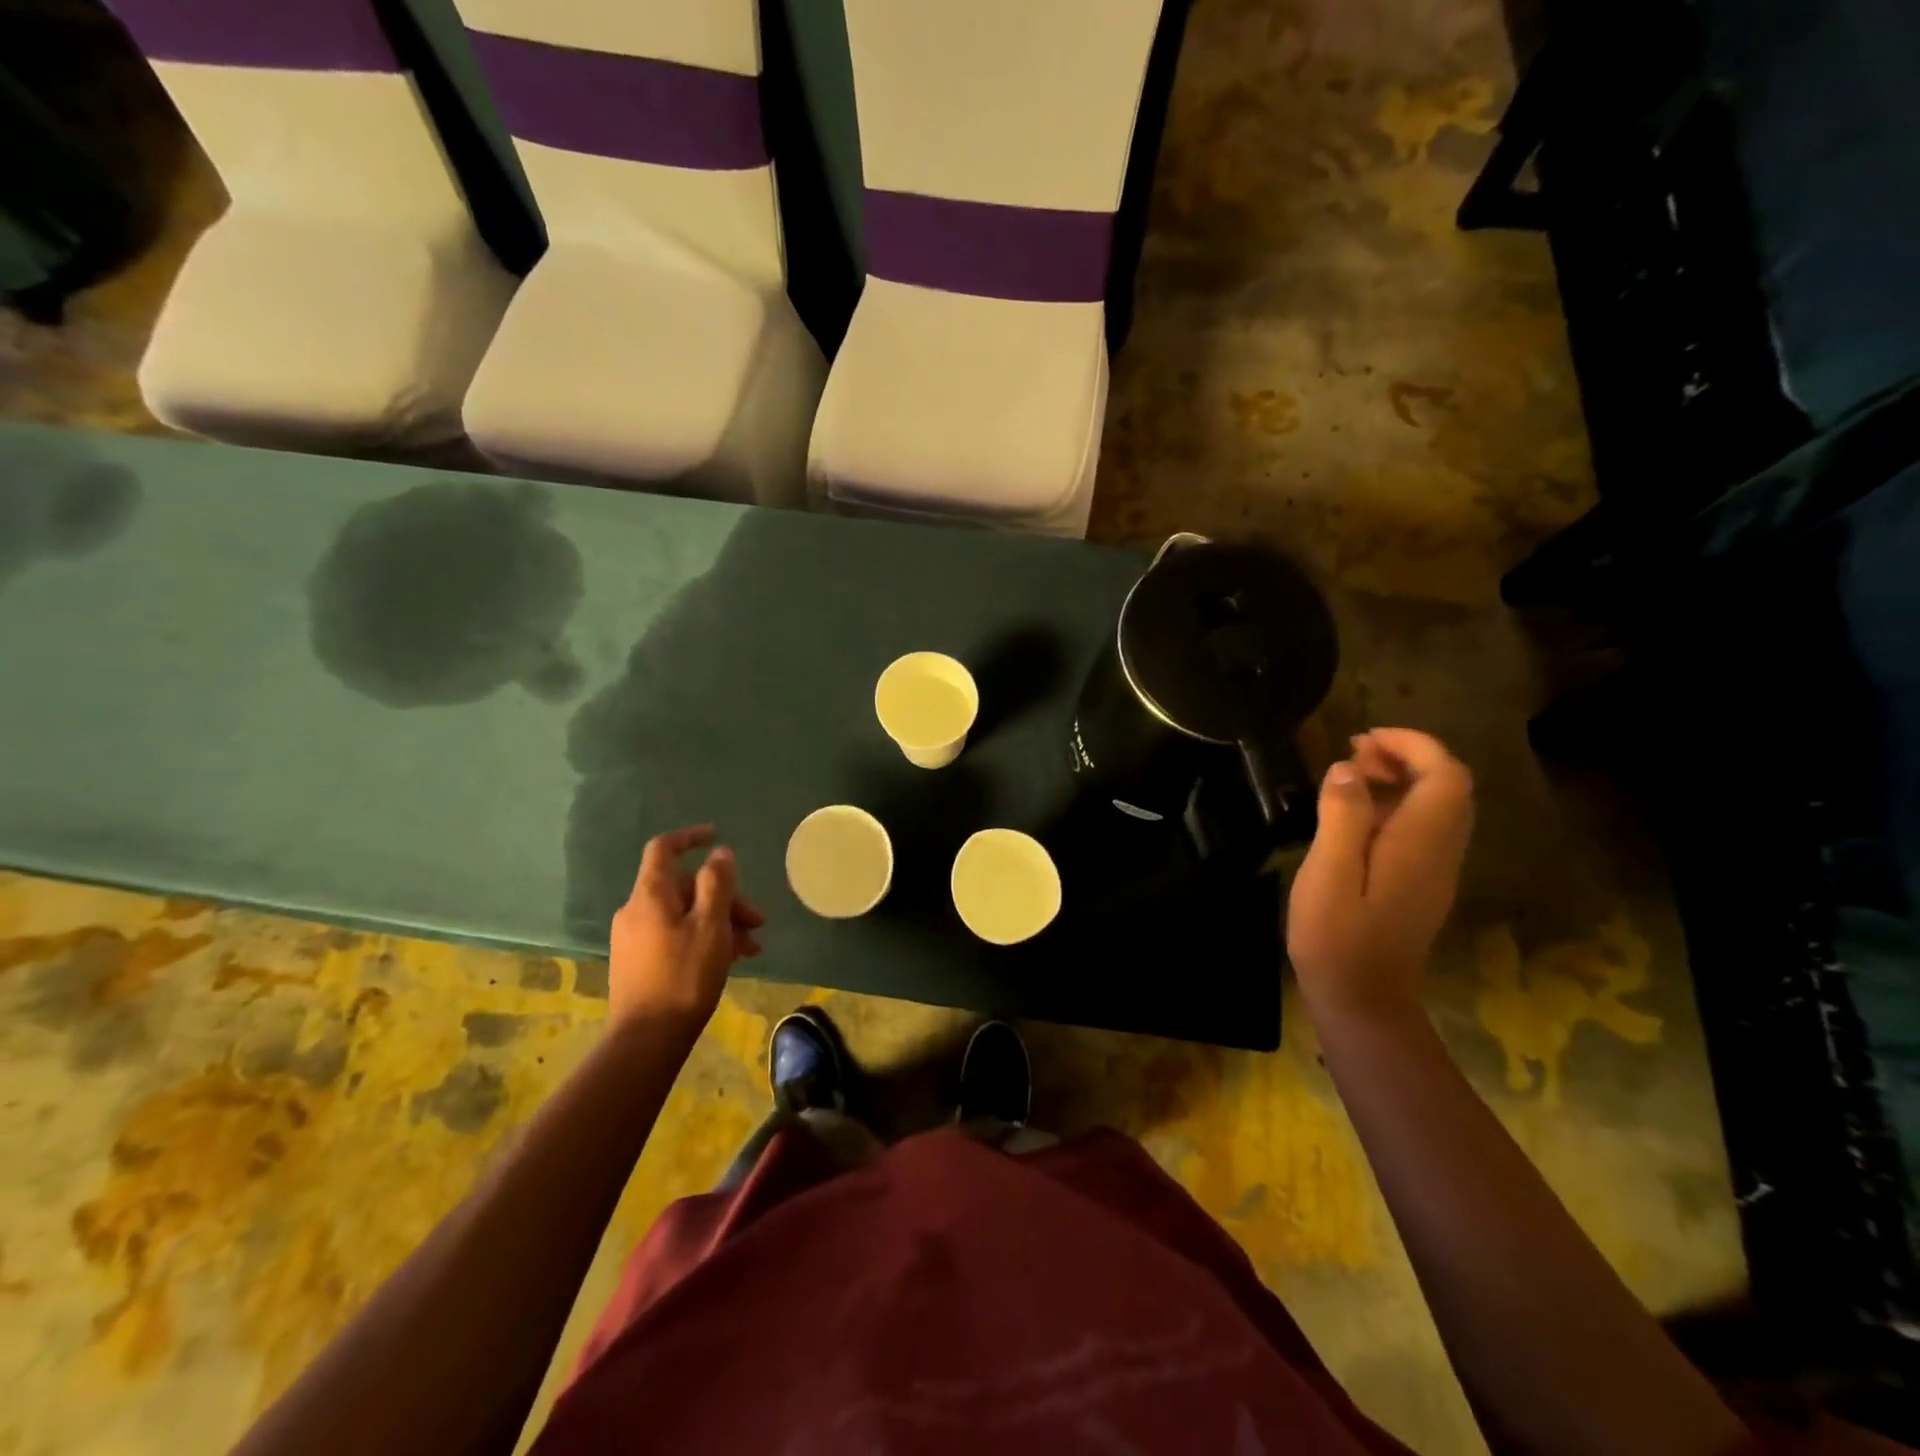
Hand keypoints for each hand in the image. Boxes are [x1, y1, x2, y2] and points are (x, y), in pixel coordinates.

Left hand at [609, 826, 764, 1032]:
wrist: (646, 1040)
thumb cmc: (684, 976)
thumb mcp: (711, 924)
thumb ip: (718, 883)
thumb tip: (719, 853)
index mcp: (650, 895)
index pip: (664, 849)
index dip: (690, 837)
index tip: (717, 836)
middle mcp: (636, 910)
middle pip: (685, 887)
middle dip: (724, 896)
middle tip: (757, 921)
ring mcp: (634, 938)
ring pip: (684, 914)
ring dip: (720, 922)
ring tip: (751, 948)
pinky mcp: (637, 962)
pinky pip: (675, 934)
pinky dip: (703, 938)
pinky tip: (729, 960)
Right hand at [1286, 728, 1473, 1027]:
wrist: (1362, 1001)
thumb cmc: (1337, 938)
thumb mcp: (1328, 873)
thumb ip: (1341, 817)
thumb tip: (1350, 769)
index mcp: (1420, 844)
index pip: (1445, 775)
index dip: (1412, 745)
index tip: (1363, 738)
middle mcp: (1440, 852)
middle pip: (1448, 787)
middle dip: (1407, 757)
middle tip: (1352, 755)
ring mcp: (1434, 871)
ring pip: (1437, 807)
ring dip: (1401, 780)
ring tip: (1349, 777)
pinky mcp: (1420, 885)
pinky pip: (1423, 829)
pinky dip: (1396, 806)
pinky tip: (1354, 817)